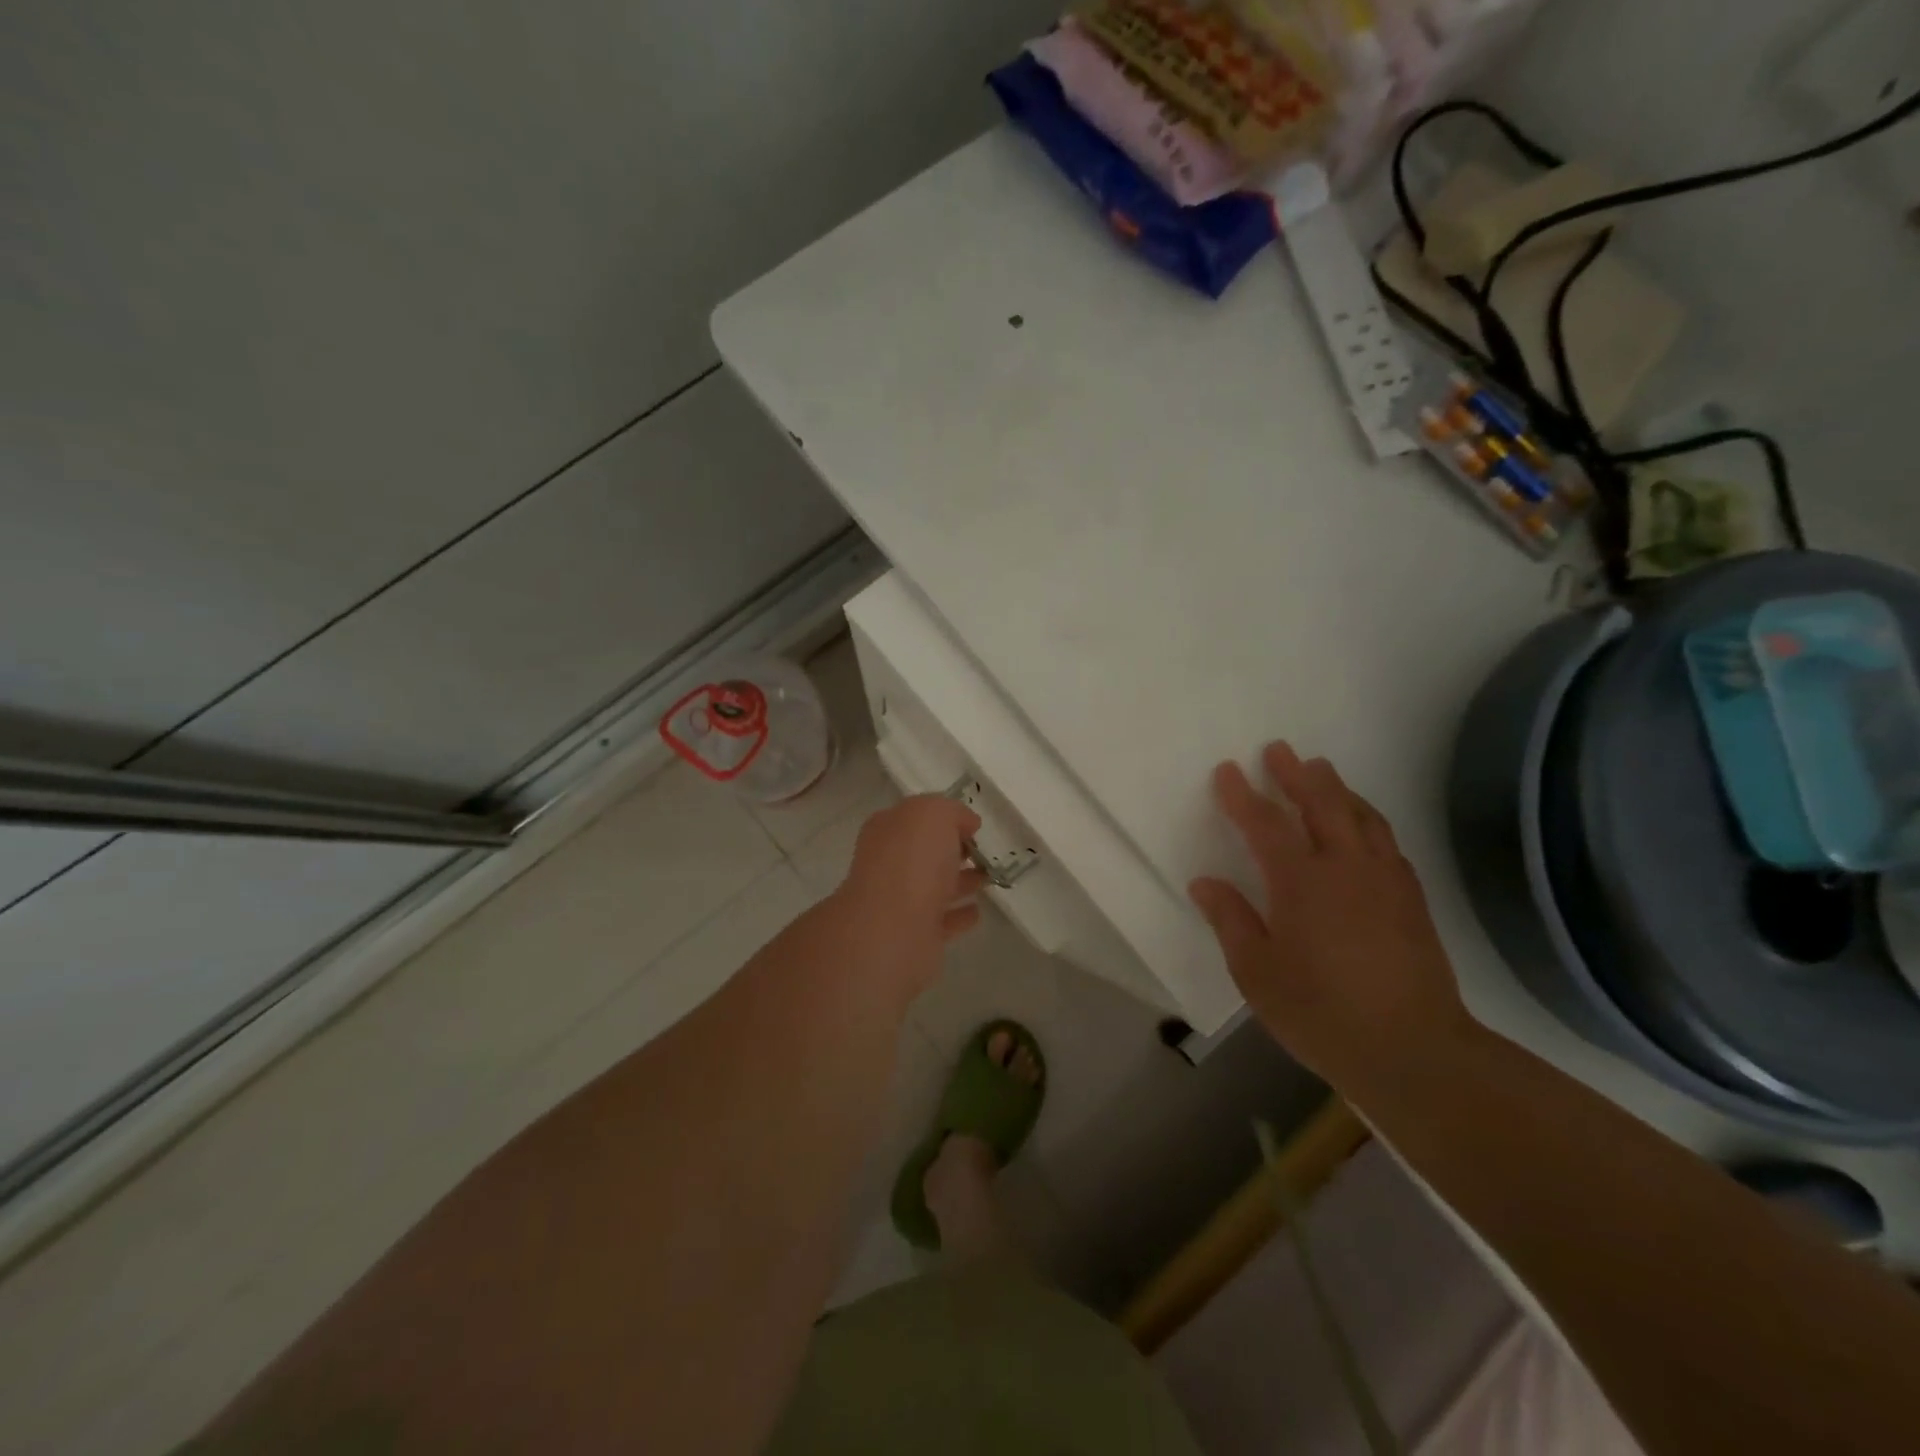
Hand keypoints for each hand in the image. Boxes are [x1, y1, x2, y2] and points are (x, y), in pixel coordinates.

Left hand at [828, 795, 987, 1000]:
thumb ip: (951, 812)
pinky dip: (959, 915)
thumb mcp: (934, 814)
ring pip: (934, 886)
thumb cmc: (912, 860)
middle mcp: (888, 864)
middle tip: (982, 852)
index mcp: (887, 831)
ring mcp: (900, 902)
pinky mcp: (915, 935)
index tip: (973, 827)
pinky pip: (942, 920)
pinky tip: (977, 912)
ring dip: (960, 882)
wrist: (894, 928)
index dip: (942, 818)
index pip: (914, 818)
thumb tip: (966, 824)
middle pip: (924, 853)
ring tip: (988, 879)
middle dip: (951, 851)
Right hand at [1188, 742, 1474, 1095]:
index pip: (1265, 824)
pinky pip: (1387, 841)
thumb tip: (1206, 882)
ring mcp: (1385, 880)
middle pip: (1321, 804)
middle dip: (1296, 775)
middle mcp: (1346, 868)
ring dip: (1337, 789)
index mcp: (1301, 883)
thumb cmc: (1321, 1013)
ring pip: (1361, 816)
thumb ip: (1231, 921)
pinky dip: (1368, 819)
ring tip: (1321, 772)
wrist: (1414, 1051)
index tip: (1228, 770)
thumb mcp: (1257, 973)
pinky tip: (1363, 825)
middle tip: (1280, 750)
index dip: (1243, 795)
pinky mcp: (1412, 899)